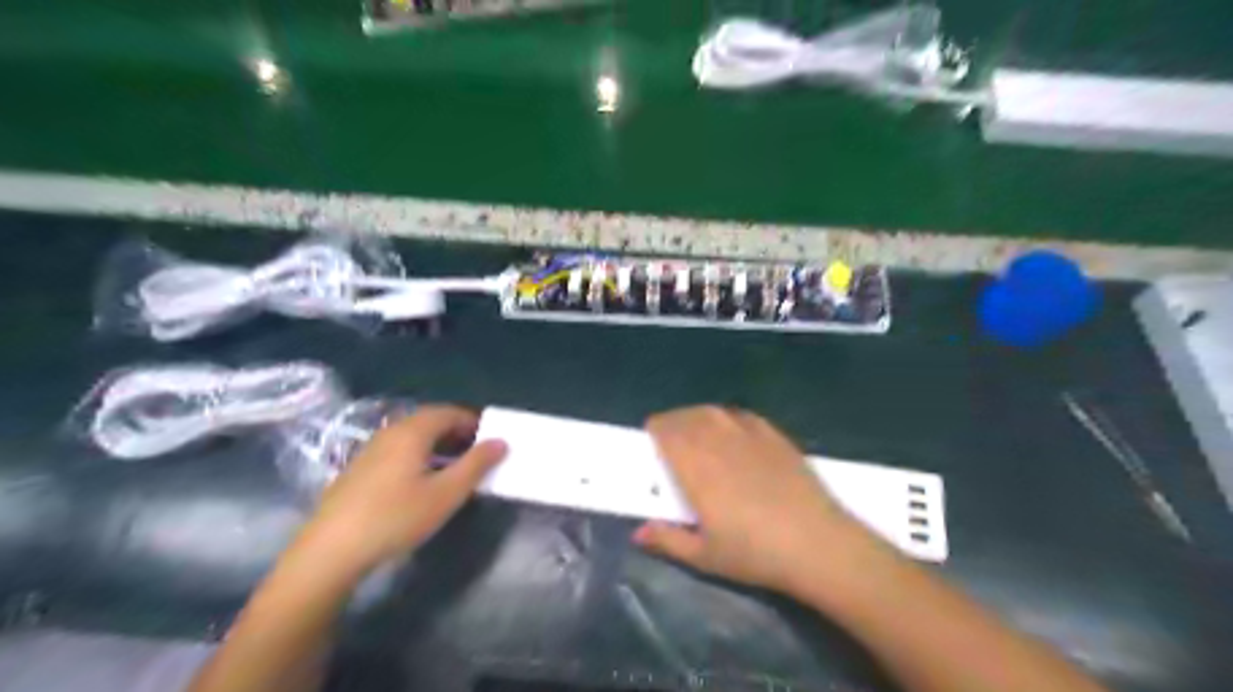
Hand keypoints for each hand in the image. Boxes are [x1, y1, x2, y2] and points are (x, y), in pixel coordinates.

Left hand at [292, 405, 505, 577]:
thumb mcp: (445, 494)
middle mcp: (389, 433)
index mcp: (411, 432)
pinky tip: (420, 482)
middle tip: (476, 453)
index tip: (490, 439)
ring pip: (411, 436)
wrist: (330, 551)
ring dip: (436, 444)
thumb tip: (500, 442)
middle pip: (428, 421)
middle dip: (455, 432)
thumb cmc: (395, 518)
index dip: (472, 421)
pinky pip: (396, 450)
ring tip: (453, 468)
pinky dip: (417, 455)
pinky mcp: (358, 470)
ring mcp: (369, 450)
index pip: (448, 412)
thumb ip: (476, 465)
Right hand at [642, 409, 869, 597]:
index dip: (656, 429)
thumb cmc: (755, 554)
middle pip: (688, 418)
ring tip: (694, 427)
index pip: (668, 434)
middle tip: (668, 434)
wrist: (816, 543)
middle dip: (673, 421)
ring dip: (697, 415)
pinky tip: (729, 427)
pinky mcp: (774, 437)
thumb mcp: (705, 556)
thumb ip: (668, 541)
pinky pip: (742, 415)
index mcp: (696, 470)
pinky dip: (727, 416)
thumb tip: (637, 533)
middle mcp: (719, 444)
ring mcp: (749, 437)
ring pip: (714, 412)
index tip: (650, 435)